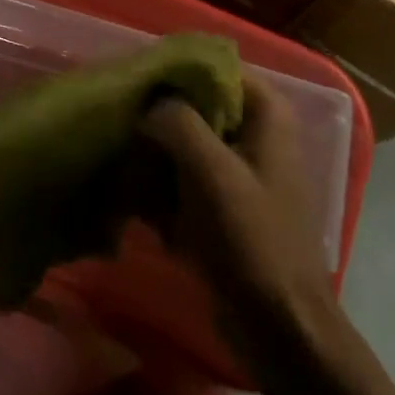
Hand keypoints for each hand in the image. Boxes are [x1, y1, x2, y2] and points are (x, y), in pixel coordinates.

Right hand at [144, 77, 336, 354]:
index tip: (131, 82)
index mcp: (265, 112)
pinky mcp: (219, 202)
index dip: (171, 70)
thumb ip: (177, 121)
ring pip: (181, 140)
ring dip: (150, 152)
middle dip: (154, 114)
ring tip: (117, 160)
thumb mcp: (211, 171)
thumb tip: (147, 103)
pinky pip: (180, 176)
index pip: (212, 66)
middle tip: (115, 120)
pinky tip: (131, 198)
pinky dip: (158, 184)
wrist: (279, 327)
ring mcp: (235, 169)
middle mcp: (252, 131)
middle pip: (193, 104)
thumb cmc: (252, 240)